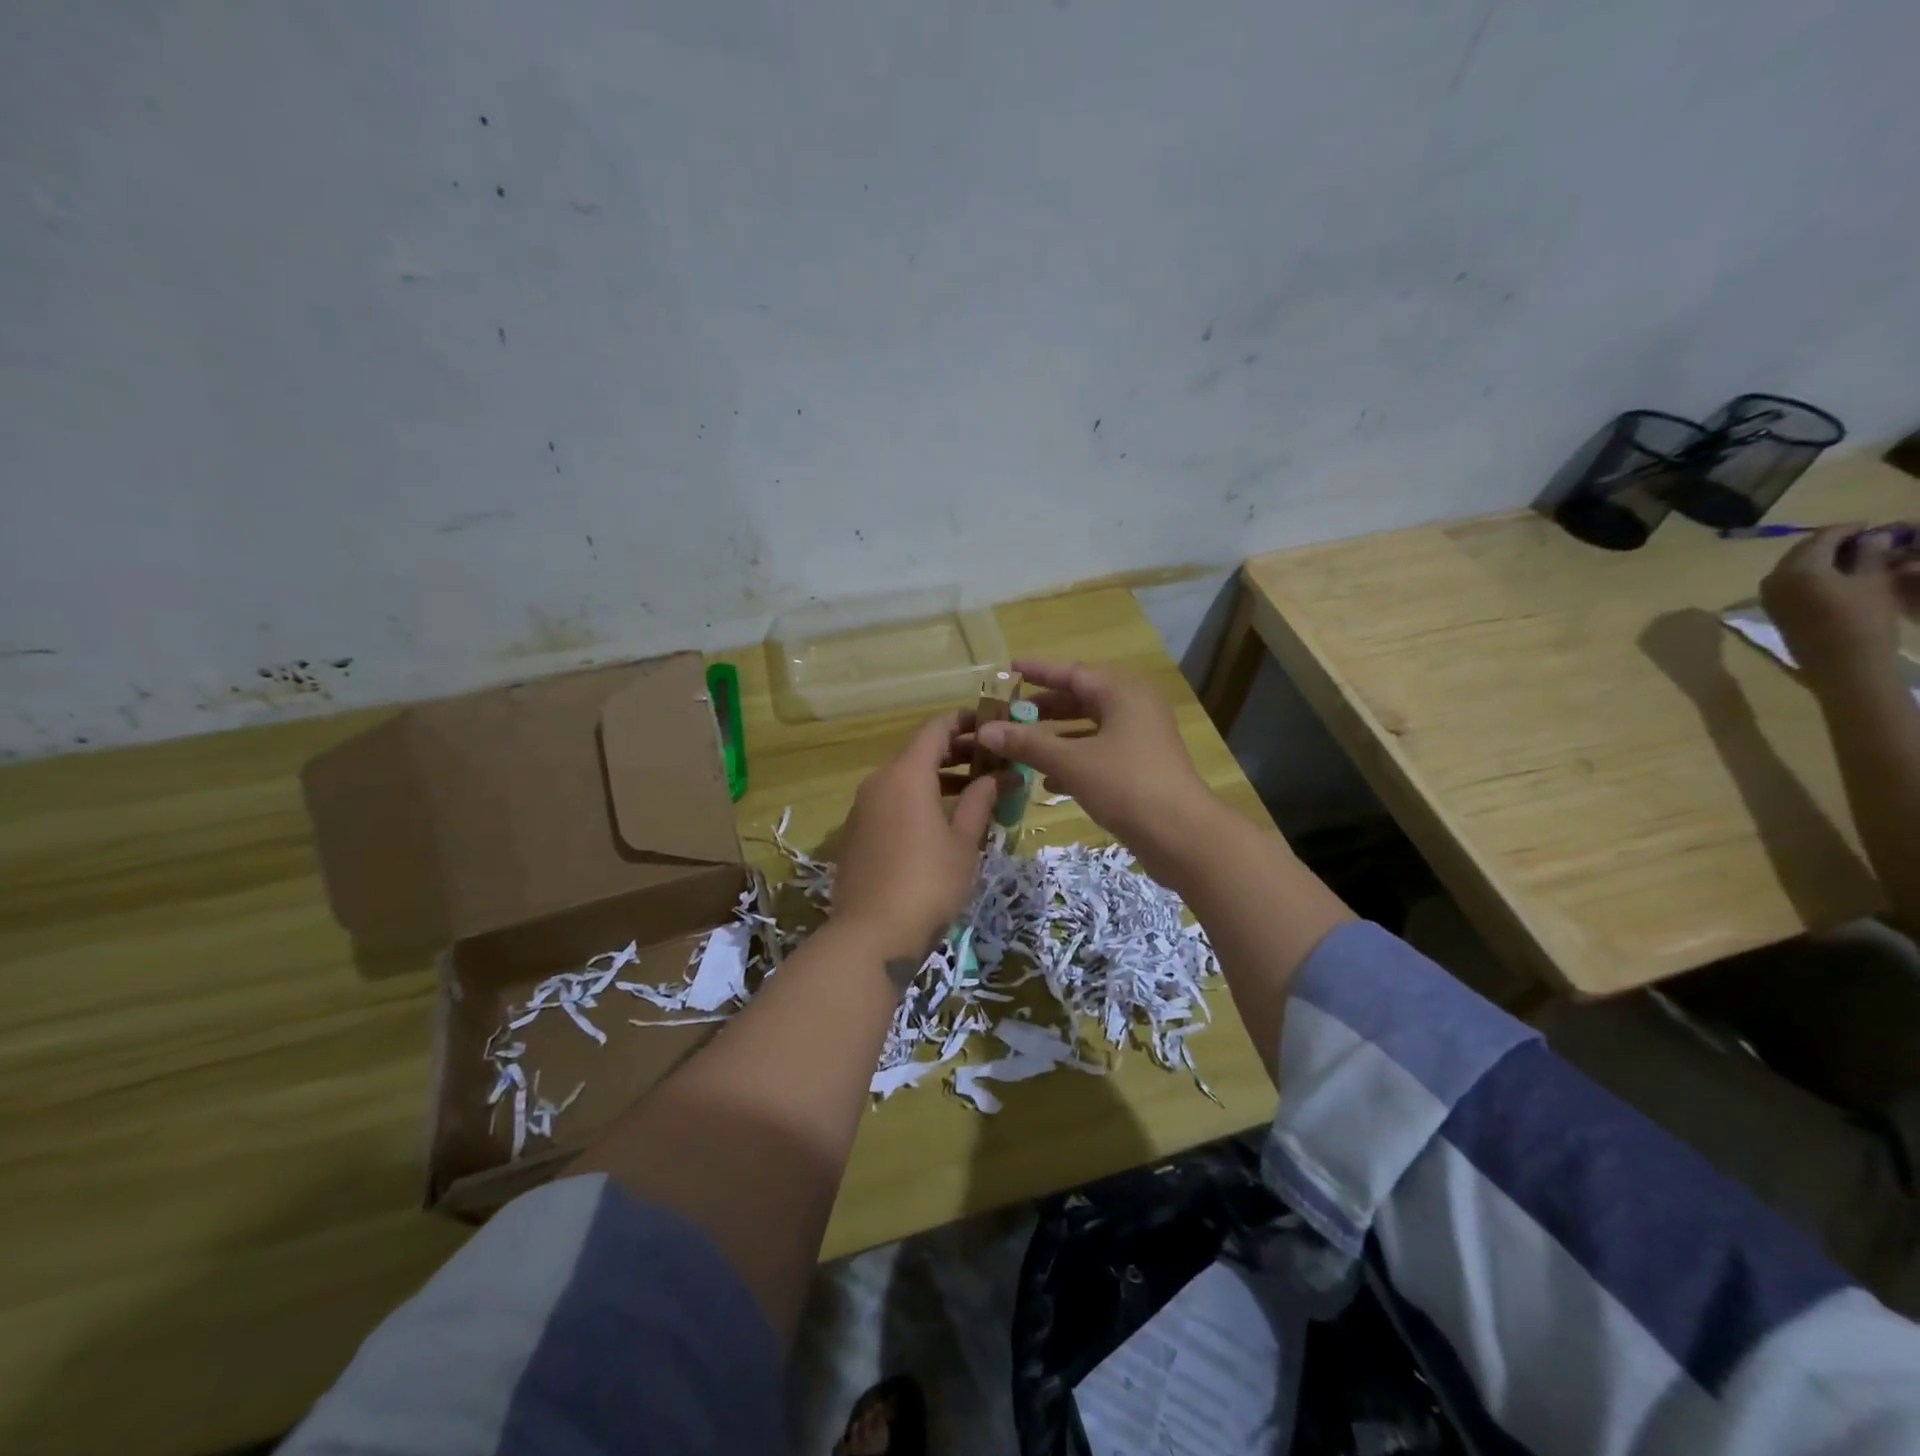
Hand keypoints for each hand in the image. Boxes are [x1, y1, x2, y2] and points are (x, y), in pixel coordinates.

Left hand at [832, 712, 998, 960]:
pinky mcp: (855, 833)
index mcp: (906, 774)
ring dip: (938, 778)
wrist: (871, 934)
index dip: (965, 721)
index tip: (992, 725)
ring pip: (904, 779)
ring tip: (974, 793)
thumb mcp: (963, 841)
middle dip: (957, 753)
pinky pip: (891, 802)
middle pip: (919, 752)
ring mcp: (862, 808)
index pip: (936, 728)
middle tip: (992, 762)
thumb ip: (981, 801)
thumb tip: (1001, 775)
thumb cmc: (928, 882)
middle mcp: (878, 781)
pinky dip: (917, 800)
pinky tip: (941, 822)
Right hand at [973, 659, 1216, 878]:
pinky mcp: (1140, 769)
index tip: (1007, 670)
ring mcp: (1139, 740)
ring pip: (1088, 729)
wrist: (1182, 836)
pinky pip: (1098, 755)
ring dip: (1054, 737)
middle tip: (1007, 713)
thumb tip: (986, 730)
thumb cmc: (1127, 785)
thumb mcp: (1071, 761)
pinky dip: (1072, 761)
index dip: (1038, 671)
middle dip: (1043, 708)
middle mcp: (1133, 708)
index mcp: (1122, 693)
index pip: (1072, 672)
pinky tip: (1045, 780)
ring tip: (1018, 744)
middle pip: (1081, 699)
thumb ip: (1028, 743)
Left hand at [1761, 525, 1919, 691]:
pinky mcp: (1771, 608)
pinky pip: (1788, 582)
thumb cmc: (1863, 619)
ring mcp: (1768, 595)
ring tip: (1854, 557)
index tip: (1873, 526)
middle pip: (1803, 550)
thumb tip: (1870, 535)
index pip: (1822, 537)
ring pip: (1794, 565)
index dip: (1849, 529)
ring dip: (1821, 558)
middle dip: (1833, 543)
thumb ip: (1869, 554)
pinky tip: (1835, 575)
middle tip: (1866, 540)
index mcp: (1798, 568)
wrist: (1842, 664)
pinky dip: (1810, 574)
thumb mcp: (1874, 580)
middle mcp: (1773, 578)